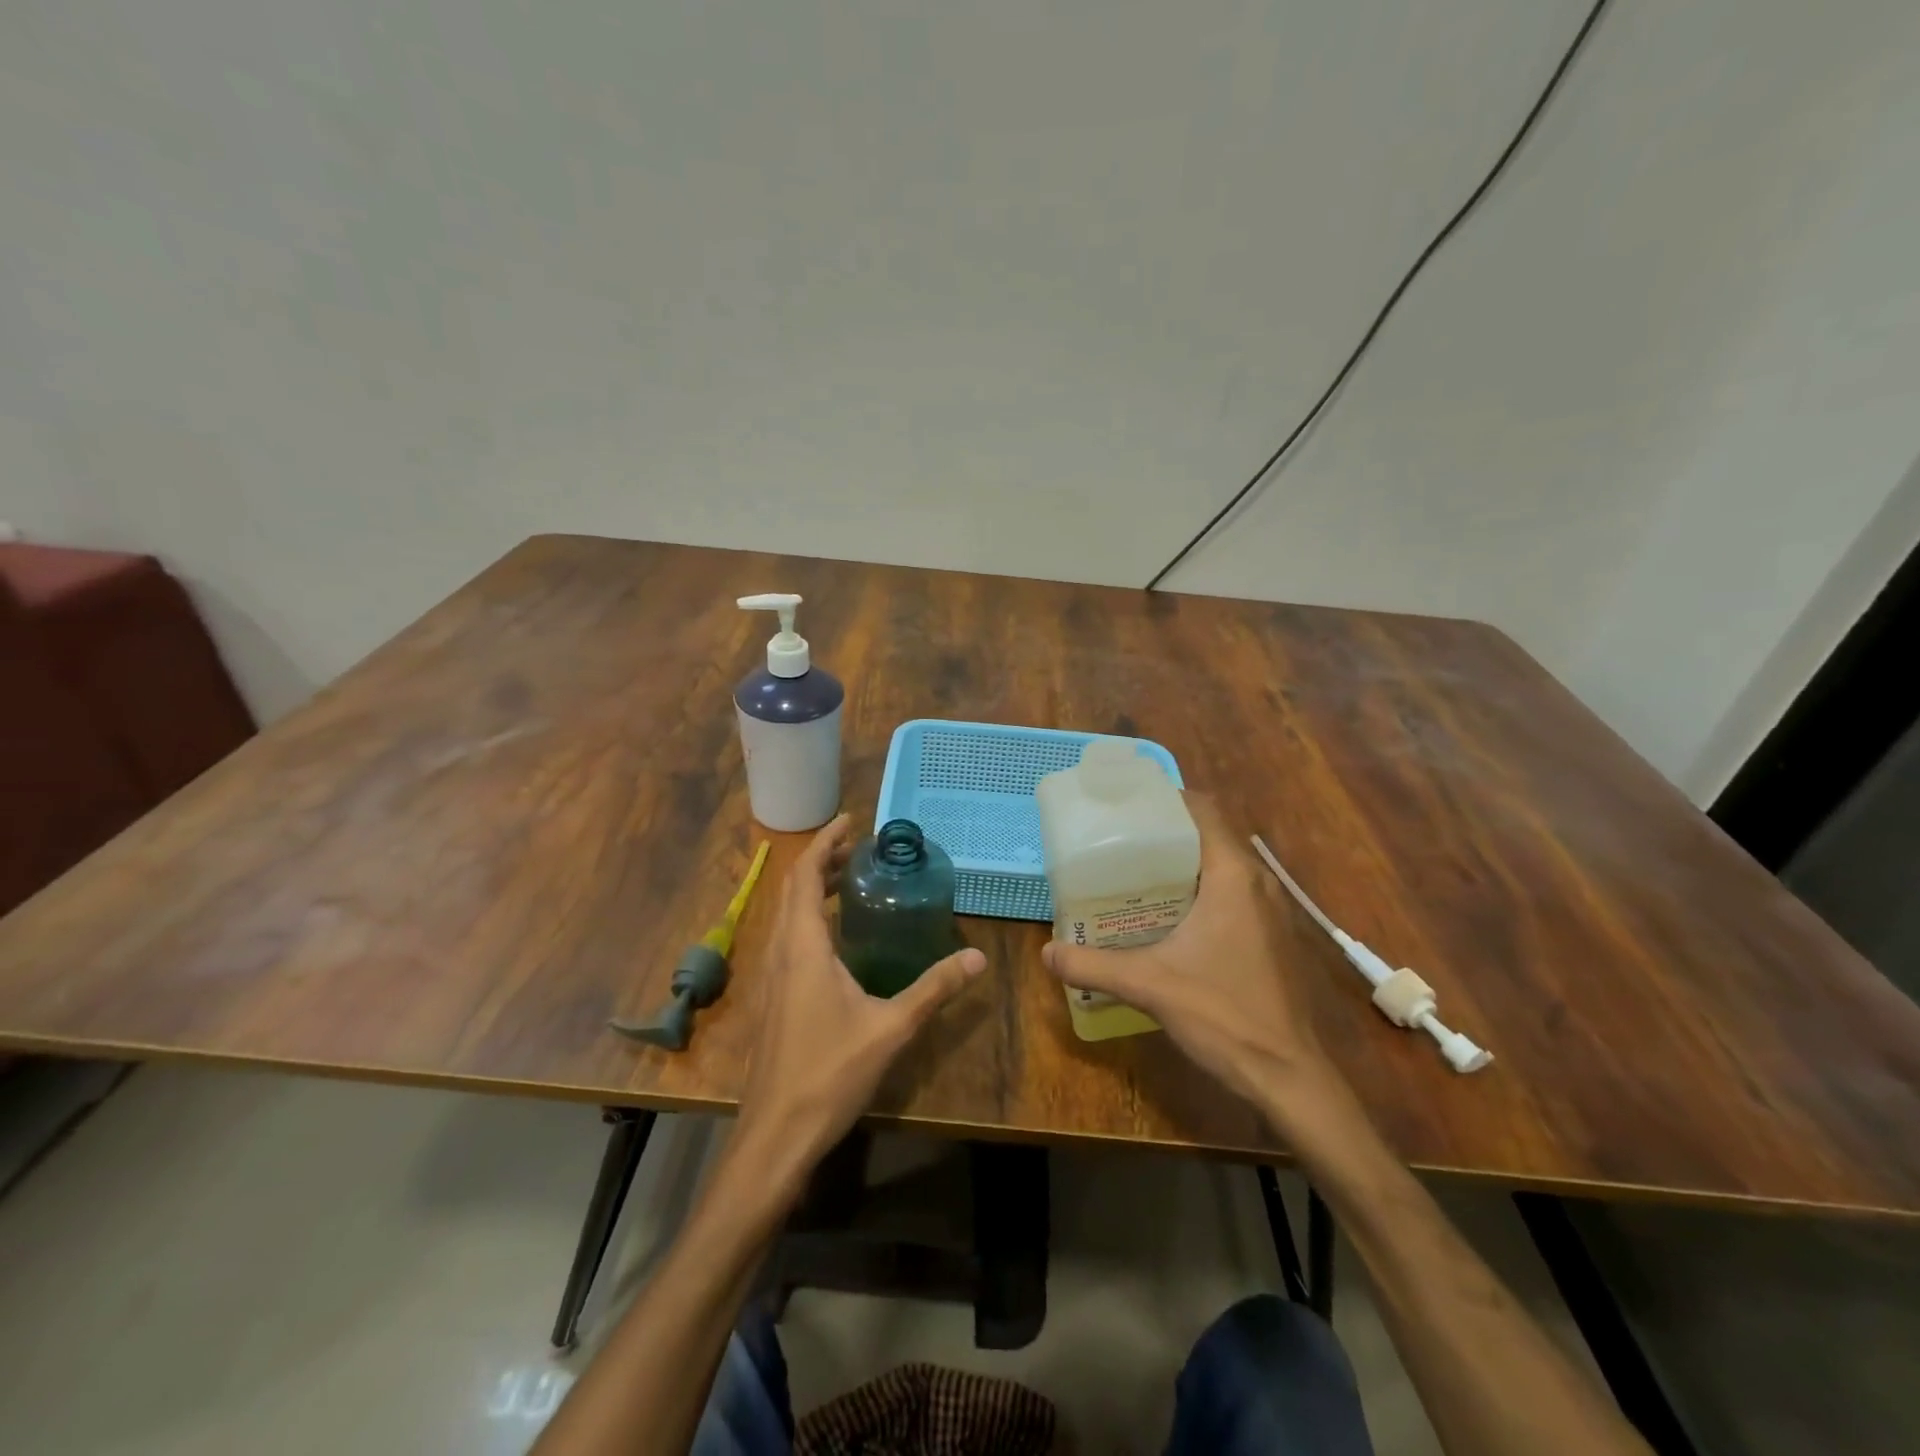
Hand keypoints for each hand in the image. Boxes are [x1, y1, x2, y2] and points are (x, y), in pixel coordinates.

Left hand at [735, 814, 984, 1188]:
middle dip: (823, 862)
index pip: (805, 875)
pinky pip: (788, 938)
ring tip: (850, 881)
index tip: (851, 823)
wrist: (775, 1135)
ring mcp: (773, 977)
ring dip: (813, 889)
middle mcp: (781, 952)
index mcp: (802, 947)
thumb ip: (934, 988)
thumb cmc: (829, 1074)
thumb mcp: (890, 1027)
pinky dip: (809, 917)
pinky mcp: (775, 998)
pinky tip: (838, 939)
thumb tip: (977, 956)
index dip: (825, 843)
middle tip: (860, 850)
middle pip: (794, 889)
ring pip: (787, 915)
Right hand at [1042, 794, 1346, 1117]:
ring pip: (1220, 864)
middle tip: (1116, 839)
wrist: (1289, 1077)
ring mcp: (1269, 910)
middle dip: (1164, 831)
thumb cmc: (1224, 1016)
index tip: (1125, 804)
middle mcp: (1256, 882)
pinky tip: (1164, 914)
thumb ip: (1093, 965)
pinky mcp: (1269, 935)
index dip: (1165, 798)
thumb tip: (1047, 952)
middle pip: (1208, 834)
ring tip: (1131, 871)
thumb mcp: (1149, 985)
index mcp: (1233, 876)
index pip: (1202, 810)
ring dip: (1181, 862)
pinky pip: (1229, 891)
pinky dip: (1197, 888)